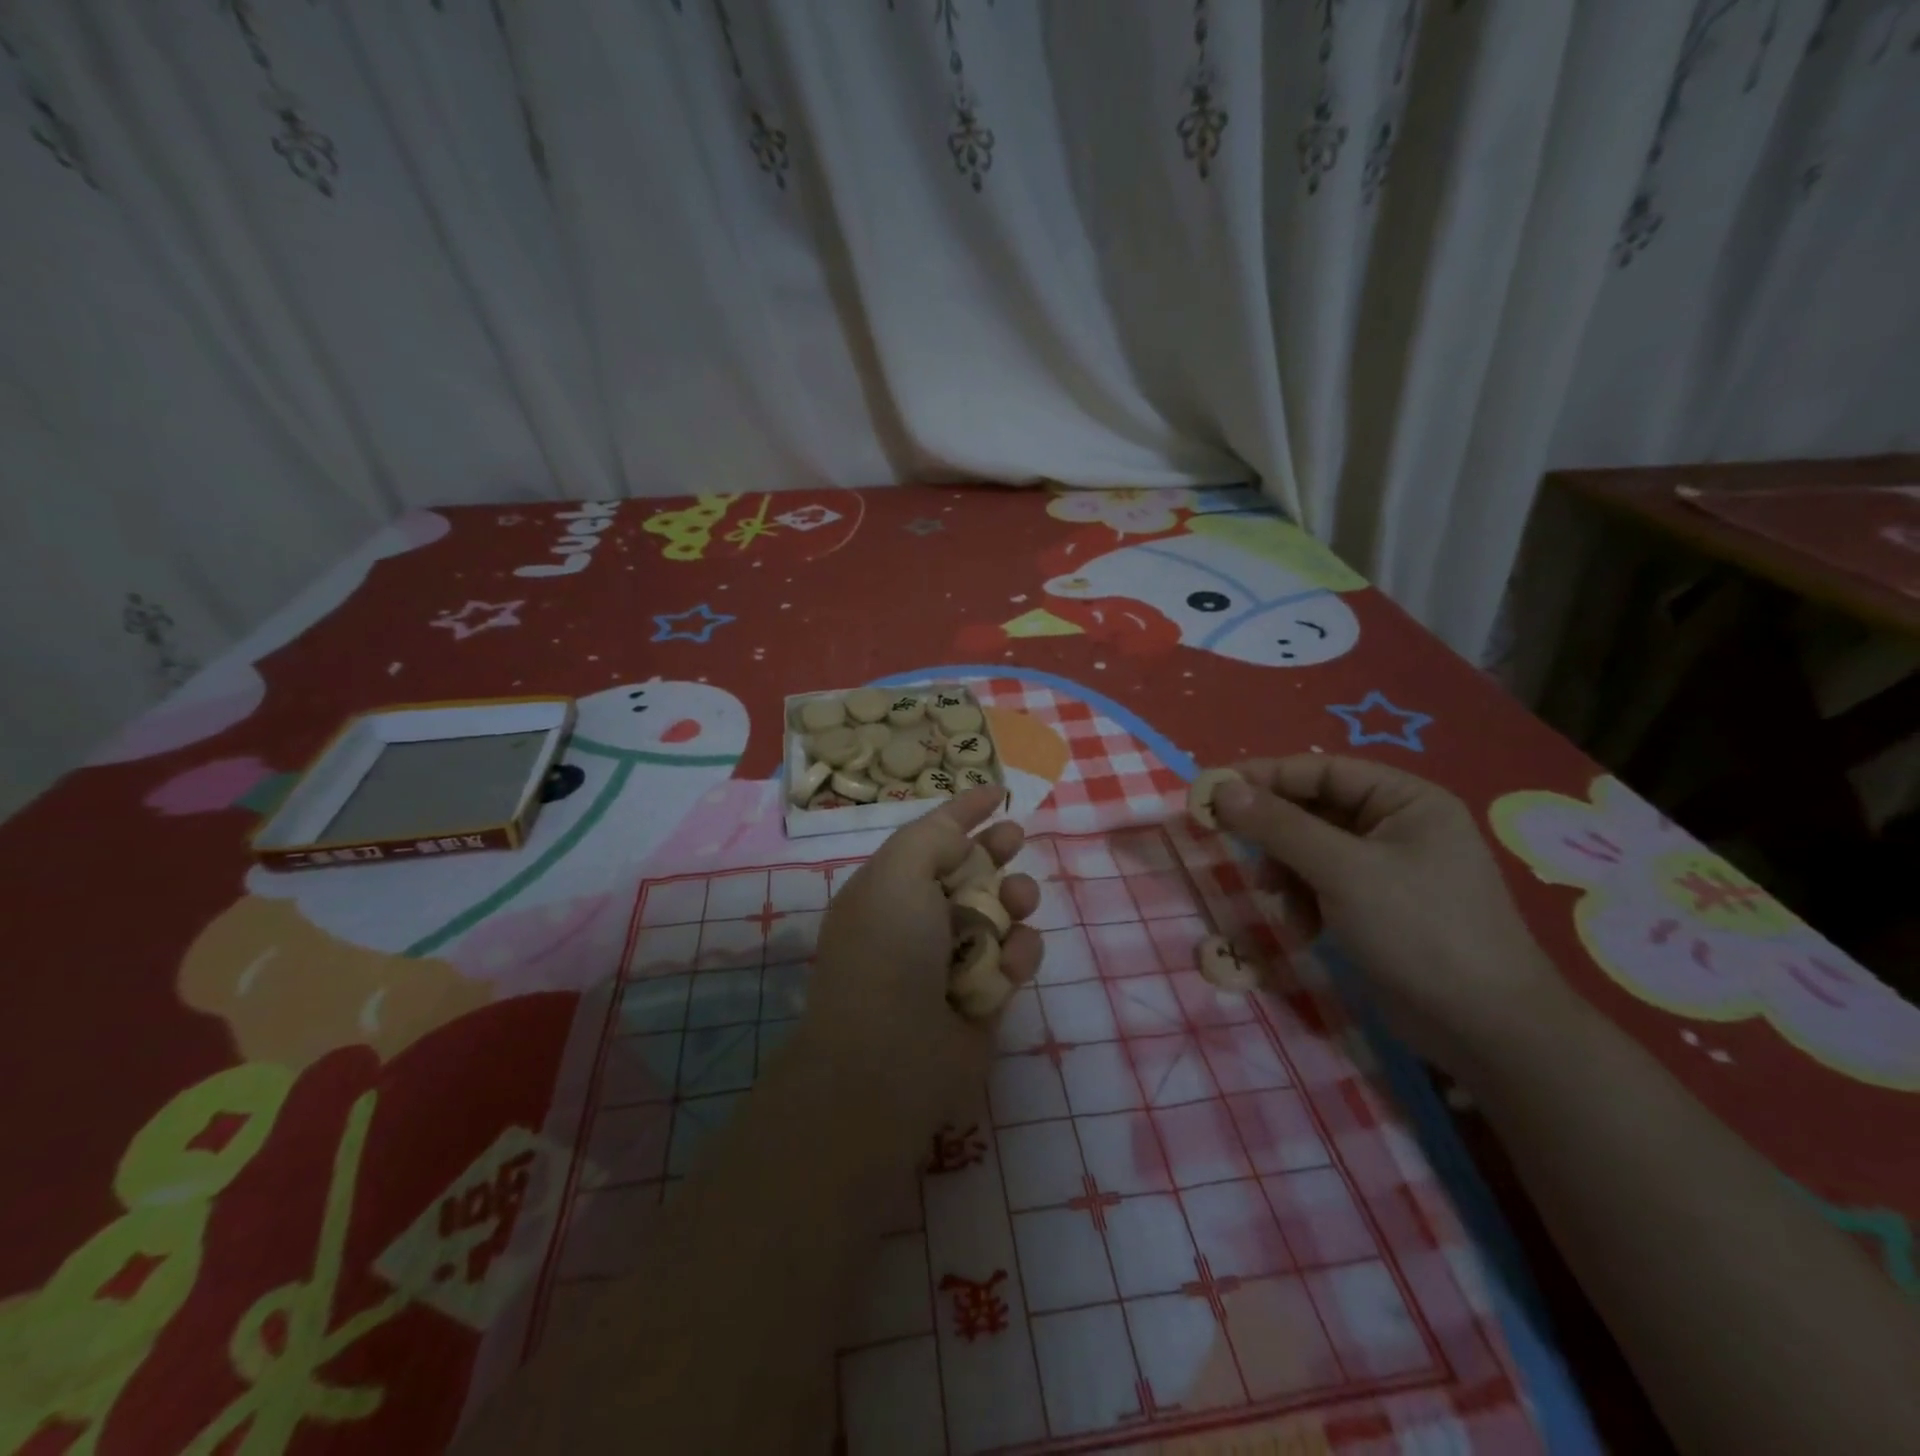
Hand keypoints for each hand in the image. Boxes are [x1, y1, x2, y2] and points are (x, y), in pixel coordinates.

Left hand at [805, 784, 1041, 1140]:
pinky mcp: (984, 996)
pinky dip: (1018, 954)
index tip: (996, 791)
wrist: (889, 1060)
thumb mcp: (897, 874)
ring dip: (1013, 899)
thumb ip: (932, 838)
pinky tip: (1010, 962)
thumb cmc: (888, 952)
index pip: (930, 837)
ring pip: (1000, 912)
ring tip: (1017, 902)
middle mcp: (919, 920)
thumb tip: (960, 835)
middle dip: (995, 850)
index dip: (962, 812)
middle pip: (970, 870)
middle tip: (1015, 837)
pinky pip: (1014, 958)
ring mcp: (952, 960)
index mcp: (889, 888)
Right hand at [1211, 756, 1568, 1078]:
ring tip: (1277, 900)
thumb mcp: (1342, 870)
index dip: (1265, 777)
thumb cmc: (1419, 930)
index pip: (1321, 770)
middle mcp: (1398, 826)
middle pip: (1313, 810)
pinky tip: (1303, 927)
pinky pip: (1323, 884)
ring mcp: (1388, 869)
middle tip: (1230, 844)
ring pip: (1311, 850)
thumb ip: (1279, 826)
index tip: (1213, 791)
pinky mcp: (1377, 907)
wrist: (1486, 1030)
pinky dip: (1304, 899)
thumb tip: (1221, 789)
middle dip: (1275, 834)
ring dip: (1286, 872)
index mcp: (1406, 800)